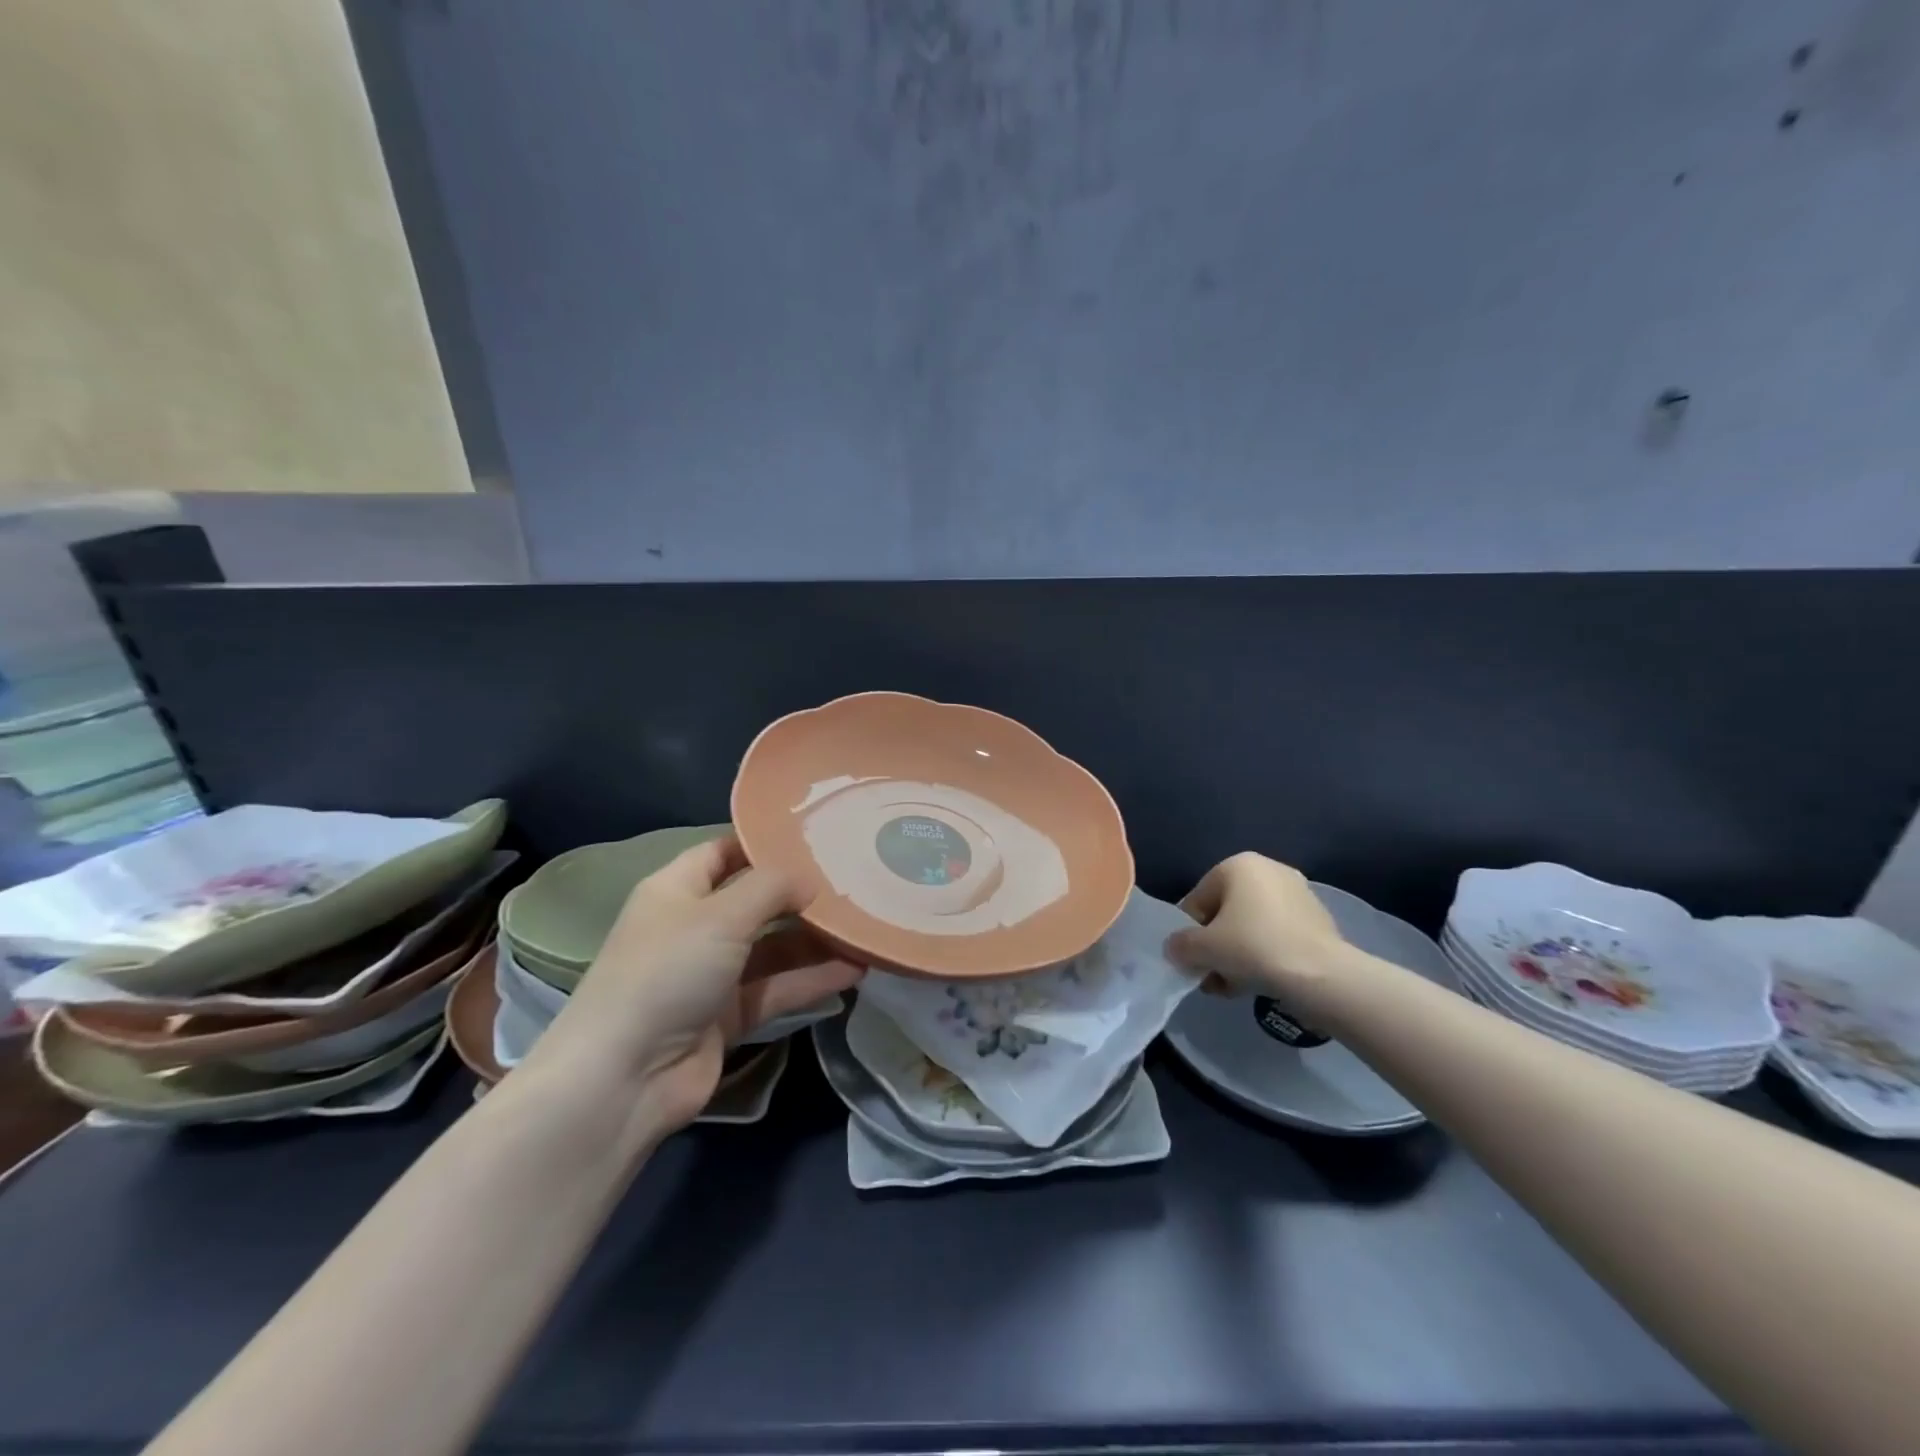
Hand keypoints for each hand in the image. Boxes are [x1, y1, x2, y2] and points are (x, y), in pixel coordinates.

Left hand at [527, 836, 861, 1130]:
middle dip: (800, 893)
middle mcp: (695, 927)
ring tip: (866, 925)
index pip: (724, 851)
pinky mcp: (729, 1016)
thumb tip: (809, 880)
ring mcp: (712, 974)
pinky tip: (855, 970)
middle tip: (854, 879)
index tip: (815, 834)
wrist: (625, 1079)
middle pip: (756, 900)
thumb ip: (771, 888)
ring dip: (815, 940)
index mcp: (677, 890)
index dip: (764, 842)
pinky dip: (812, 979)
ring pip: (773, 947)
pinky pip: (778, 988)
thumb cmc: (667, 973)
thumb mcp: (721, 915)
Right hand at [1165, 853, 1351, 1005]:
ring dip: (1236, 955)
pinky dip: (1264, 955)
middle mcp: (1269, 870)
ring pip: (1251, 926)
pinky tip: (1259, 983)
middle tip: (1211, 976)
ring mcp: (1297, 894)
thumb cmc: (1254, 948)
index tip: (1192, 961)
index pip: (1197, 900)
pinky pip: (1276, 936)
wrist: (1323, 976)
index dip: (1189, 934)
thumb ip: (1180, 945)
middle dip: (1215, 946)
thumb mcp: (1203, 948)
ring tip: (1232, 986)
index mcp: (1238, 865)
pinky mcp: (1317, 920)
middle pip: (1225, 913)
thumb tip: (1175, 948)